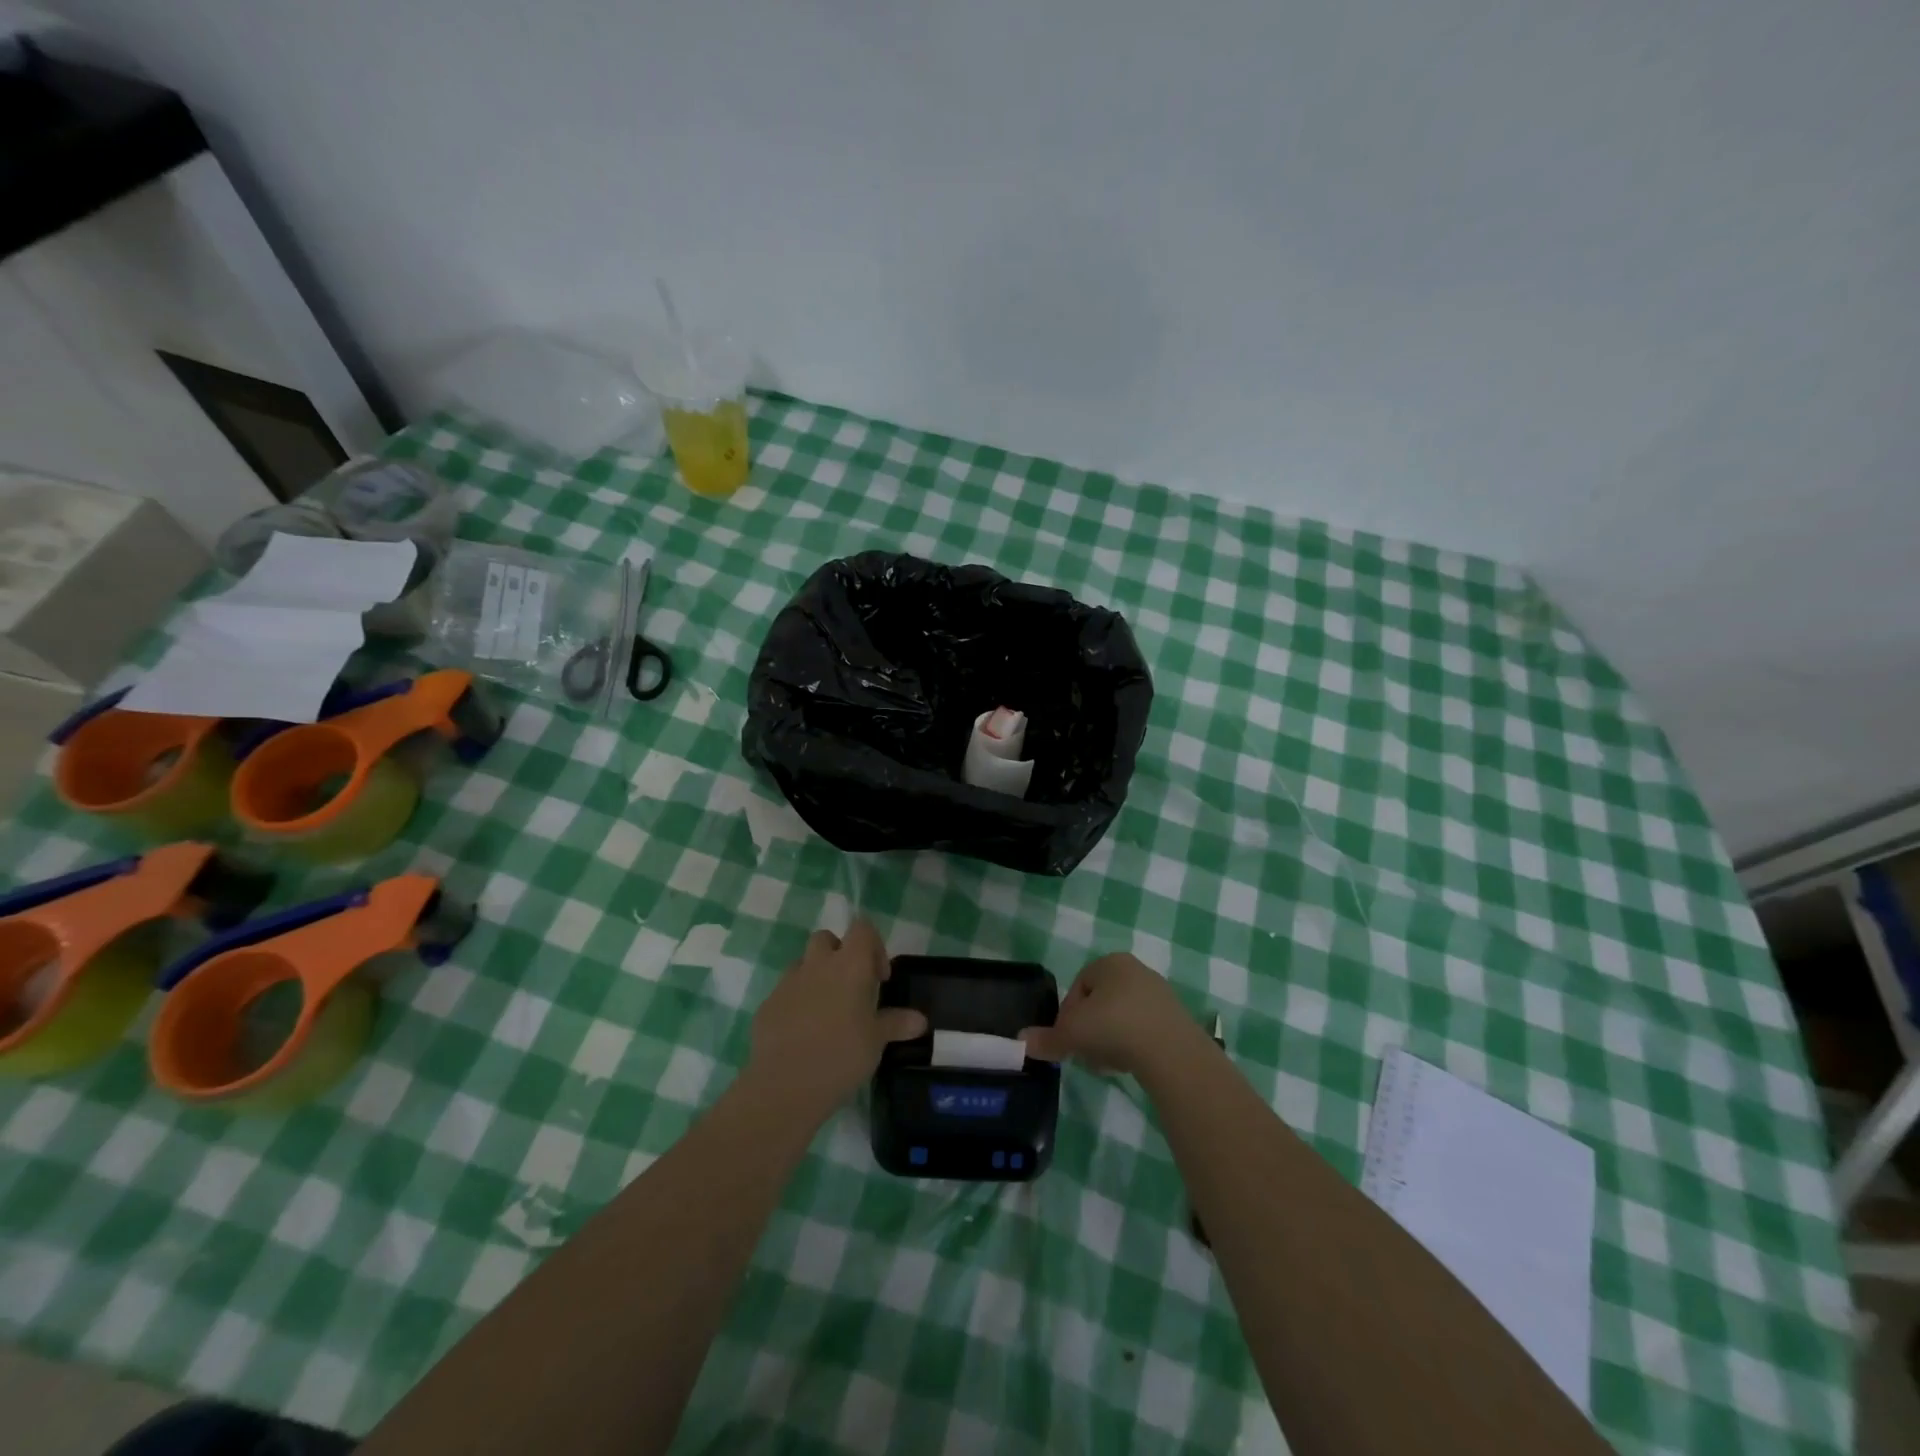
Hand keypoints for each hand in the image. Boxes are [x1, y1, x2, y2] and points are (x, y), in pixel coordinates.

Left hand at [749, 919, 926, 1111]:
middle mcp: (817, 964)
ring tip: (827, 1013)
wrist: (784, 1085)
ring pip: (803, 964)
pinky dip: (796, 1003)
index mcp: (849, 965)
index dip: (874, 945)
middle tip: (852, 989)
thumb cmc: (841, 1056)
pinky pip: (786, 993)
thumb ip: (896, 1024)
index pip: (862, 928)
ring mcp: (788, 983)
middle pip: (827, 939)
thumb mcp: (876, 1042)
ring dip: (817, 978)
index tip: (879, 978)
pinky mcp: (767, 1005)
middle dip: (840, 955)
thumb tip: (920, 1020)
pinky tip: (803, 1035)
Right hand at [1020, 952, 1206, 1078]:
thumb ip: (1046, 1038)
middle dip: (1089, 1029)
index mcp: (1110, 962)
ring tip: (1106, 1063)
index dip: (1067, 1015)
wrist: (1170, 1051)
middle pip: (1100, 1003)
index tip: (1066, 1040)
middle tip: (1084, 1053)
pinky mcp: (1176, 1018)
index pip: (1078, 986)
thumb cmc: (1114, 1027)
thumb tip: (1021, 1041)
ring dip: (1109, 1039)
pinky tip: (1128, 1064)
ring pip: (1121, 1018)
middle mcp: (1136, 970)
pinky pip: (1143, 1030)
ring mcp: (1159, 994)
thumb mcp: (1071, 1033)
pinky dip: (1132, 1045)